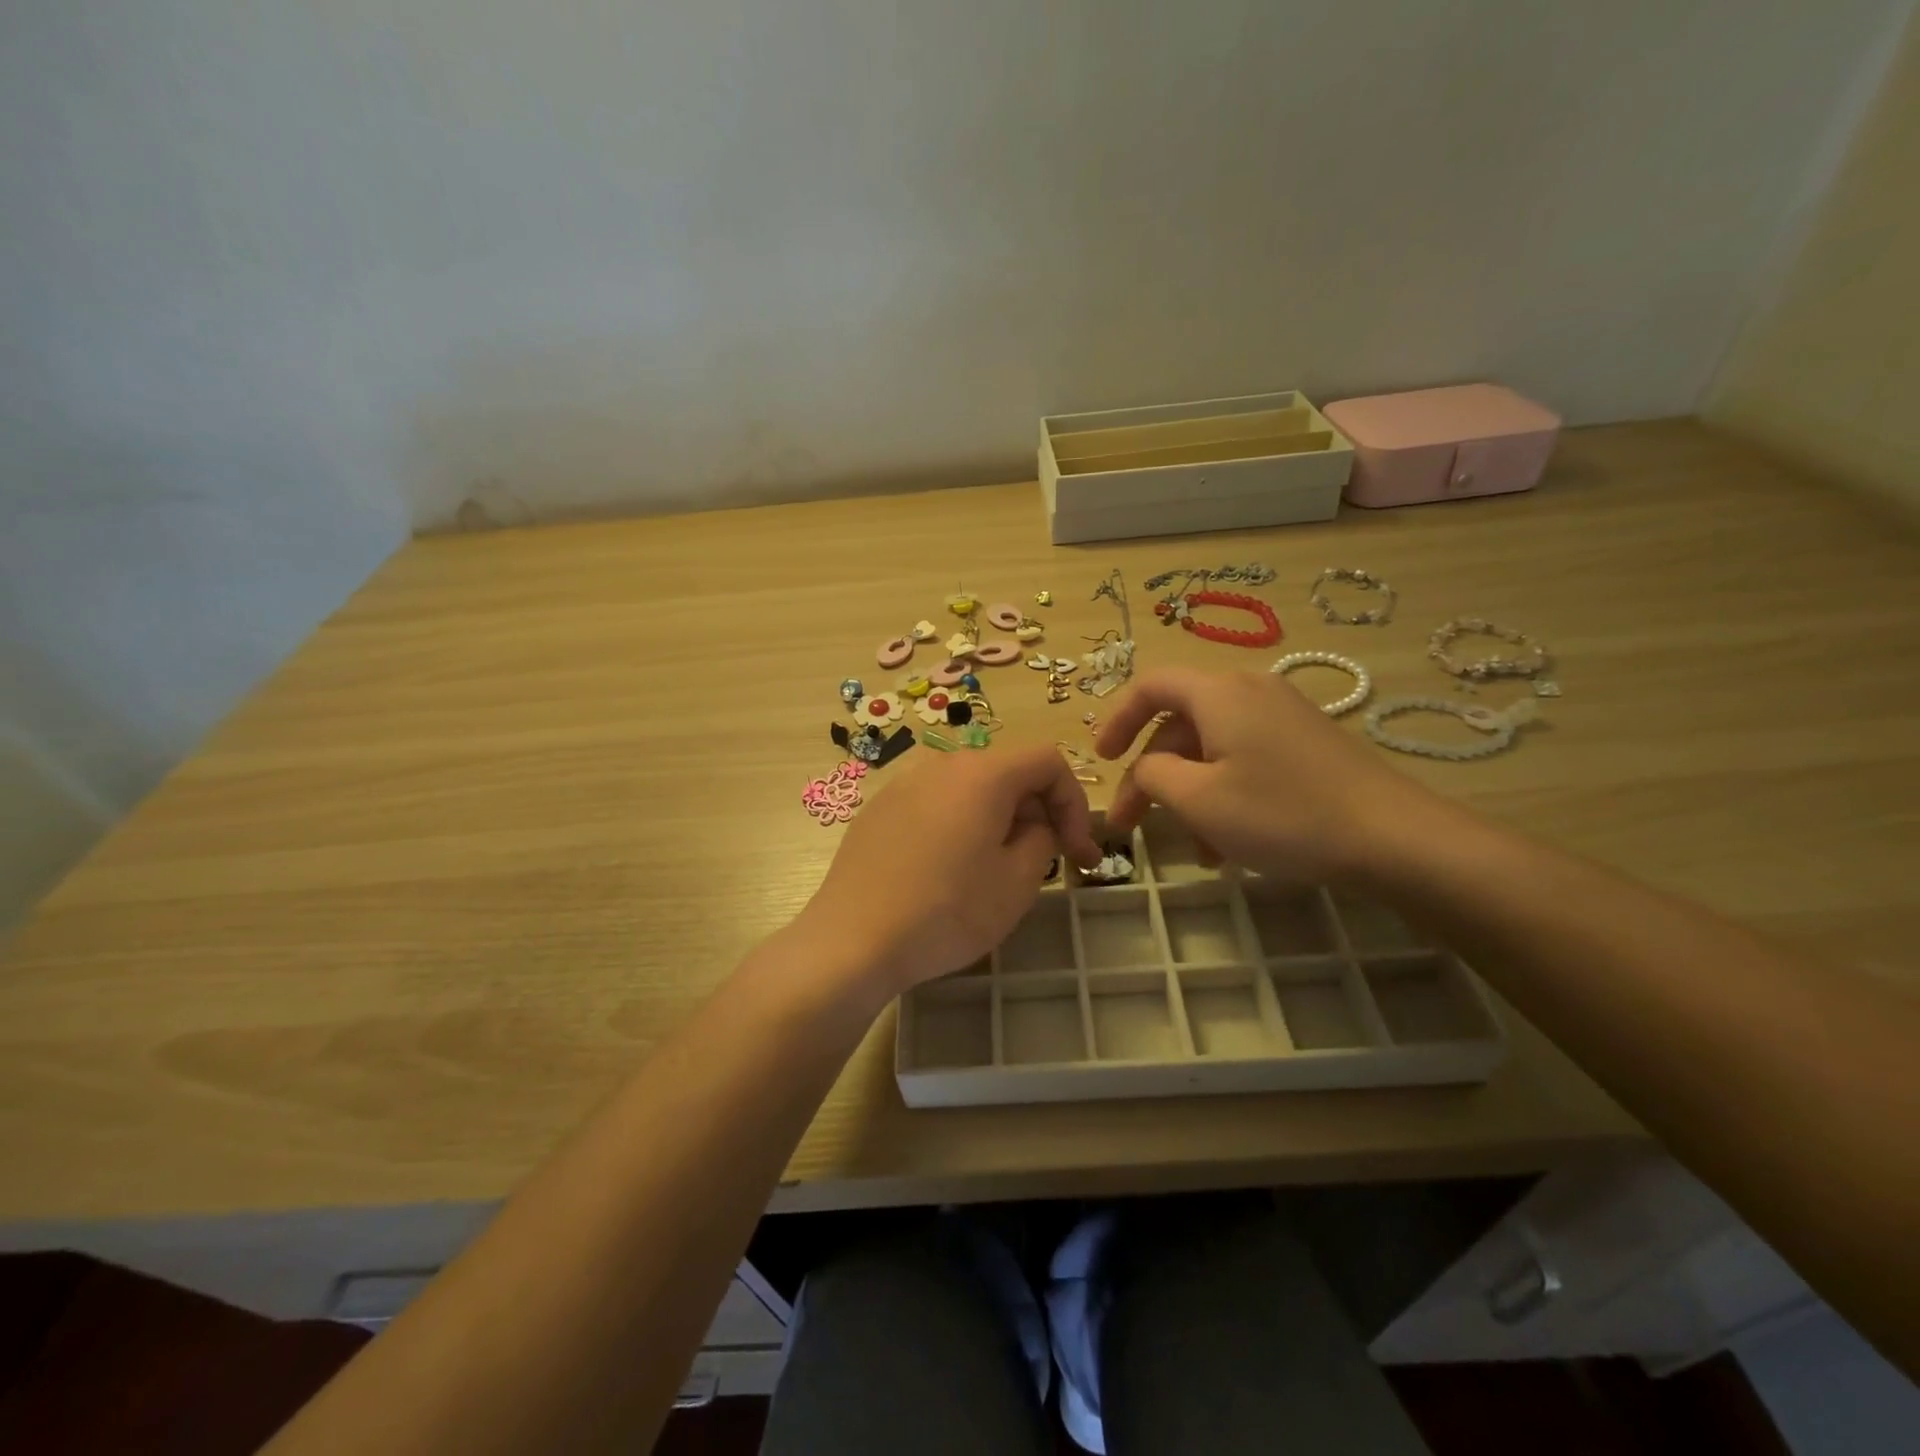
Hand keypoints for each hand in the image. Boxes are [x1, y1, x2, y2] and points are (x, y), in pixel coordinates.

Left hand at [797, 746, 1102, 994]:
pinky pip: (935, 805)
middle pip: (1007, 772)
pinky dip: (958, 826)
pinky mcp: (878, 810)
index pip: (1047, 761)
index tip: (1078, 852)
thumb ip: (1042, 838)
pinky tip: (946, 872)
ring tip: (995, 869)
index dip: (1074, 803)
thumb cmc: (947, 911)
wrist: (852, 940)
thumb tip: (1033, 825)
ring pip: (970, 790)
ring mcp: (903, 784)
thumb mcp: (1018, 882)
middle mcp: (941, 765)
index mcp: (983, 773)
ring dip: (997, 820)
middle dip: (1036, 812)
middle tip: (1045, 863)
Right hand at [1095, 668, 1446, 884]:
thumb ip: (1151, 775)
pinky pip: (1246, 759)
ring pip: (1213, 748)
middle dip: (1151, 775)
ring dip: (1191, 794)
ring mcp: (1283, 716)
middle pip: (1180, 724)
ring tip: (1194, 850)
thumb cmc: (1282, 813)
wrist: (1394, 838)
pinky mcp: (1308, 743)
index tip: (1102, 758)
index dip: (1117, 718)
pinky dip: (1225, 794)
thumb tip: (1145, 766)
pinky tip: (1230, 844)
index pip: (1150, 686)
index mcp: (1219, 692)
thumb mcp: (1198, 799)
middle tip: (1134, 823)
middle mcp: (1250, 690)